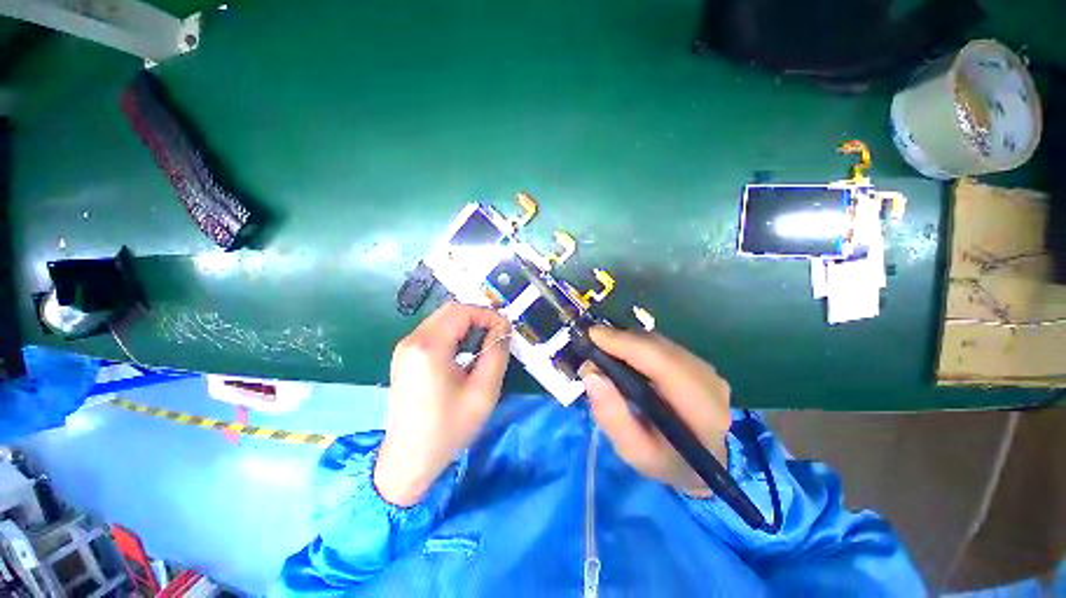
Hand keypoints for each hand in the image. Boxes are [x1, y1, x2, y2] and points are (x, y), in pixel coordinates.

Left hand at [375, 302, 510, 506]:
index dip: (488, 315)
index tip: (505, 331)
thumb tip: (503, 328)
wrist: (408, 460)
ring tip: (483, 345)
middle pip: (450, 311)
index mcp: (428, 347)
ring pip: (442, 319)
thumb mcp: (483, 392)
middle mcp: (412, 340)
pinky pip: (434, 332)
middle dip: (478, 317)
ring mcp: (405, 348)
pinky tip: (464, 354)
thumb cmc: (448, 429)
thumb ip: (496, 353)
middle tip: (496, 336)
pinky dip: (454, 334)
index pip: (462, 311)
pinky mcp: (405, 356)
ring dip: (466, 325)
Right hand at [580, 327, 730, 496]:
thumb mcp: (635, 452)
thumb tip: (592, 374)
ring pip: (659, 342)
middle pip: (659, 346)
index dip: (626, 344)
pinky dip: (637, 345)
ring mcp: (706, 368)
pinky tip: (622, 355)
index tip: (593, 336)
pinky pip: (662, 345)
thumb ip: (612, 417)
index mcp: (701, 409)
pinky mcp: (698, 362)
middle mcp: (709, 380)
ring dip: (628, 341)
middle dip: (621, 340)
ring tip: (602, 349)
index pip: (662, 363)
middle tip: (591, 343)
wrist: (705, 462)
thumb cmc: (668, 462)